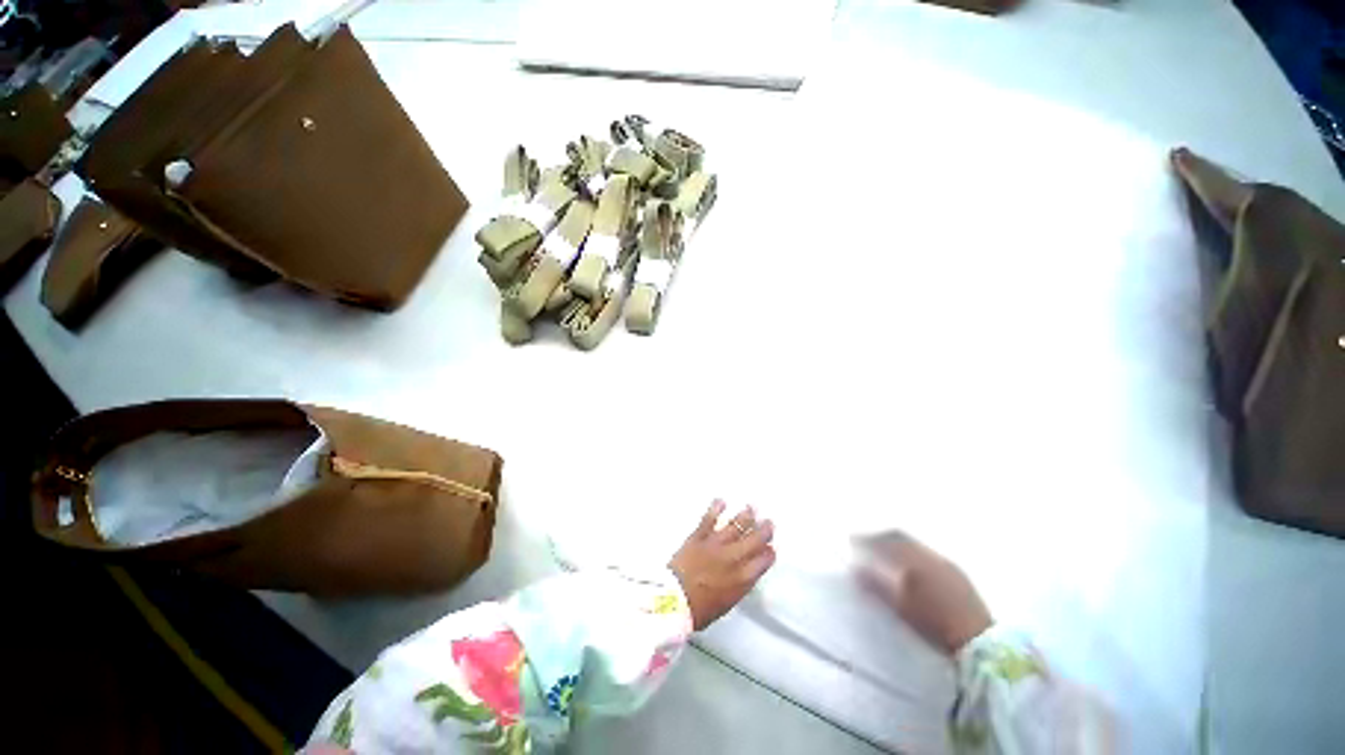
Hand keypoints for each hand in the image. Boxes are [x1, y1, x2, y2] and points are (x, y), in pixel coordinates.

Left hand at [669, 500, 775, 630]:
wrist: (674, 602)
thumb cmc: (700, 610)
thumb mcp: (728, 603)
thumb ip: (739, 585)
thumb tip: (746, 573)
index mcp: (743, 579)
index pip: (763, 561)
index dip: (769, 553)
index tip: (771, 548)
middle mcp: (733, 558)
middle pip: (753, 540)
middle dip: (764, 530)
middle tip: (769, 522)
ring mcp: (716, 544)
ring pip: (735, 526)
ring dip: (745, 516)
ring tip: (752, 507)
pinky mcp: (698, 536)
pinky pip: (709, 519)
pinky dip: (716, 508)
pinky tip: (721, 500)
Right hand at [856, 531, 991, 655]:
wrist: (979, 642)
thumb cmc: (934, 626)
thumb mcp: (900, 608)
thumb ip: (877, 585)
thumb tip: (856, 568)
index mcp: (911, 562)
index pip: (882, 542)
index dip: (865, 539)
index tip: (852, 541)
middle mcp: (927, 555)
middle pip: (898, 536)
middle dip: (879, 536)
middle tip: (865, 540)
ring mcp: (944, 561)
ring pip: (913, 542)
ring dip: (896, 542)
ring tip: (885, 550)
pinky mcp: (956, 570)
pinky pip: (926, 551)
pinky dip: (912, 550)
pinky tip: (910, 562)